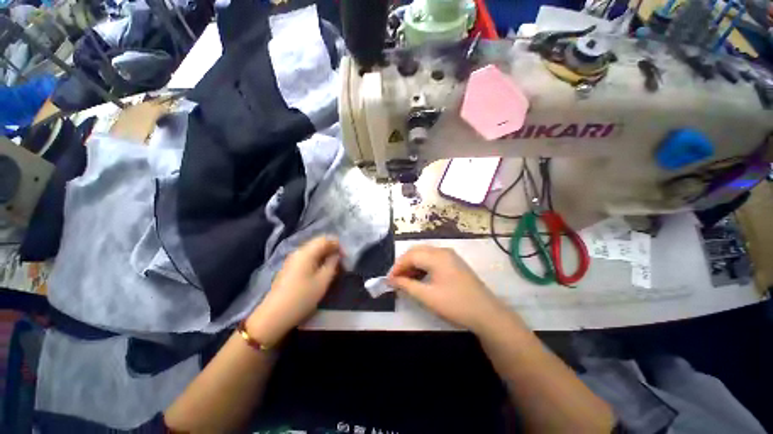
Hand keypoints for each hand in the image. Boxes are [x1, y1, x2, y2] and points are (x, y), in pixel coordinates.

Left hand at [247, 236, 340, 345]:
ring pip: (312, 251)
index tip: (345, 256)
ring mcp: (292, 260)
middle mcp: (298, 252)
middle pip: (318, 243)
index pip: (325, 239)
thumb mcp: (323, 281)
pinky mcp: (289, 269)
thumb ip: (332, 264)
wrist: (274, 316)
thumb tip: (337, 255)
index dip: (337, 245)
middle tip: (341, 261)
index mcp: (306, 252)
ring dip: (324, 255)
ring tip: (333, 267)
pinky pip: (306, 258)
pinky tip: (321, 271)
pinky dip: (317, 261)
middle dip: (331, 249)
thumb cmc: (302, 297)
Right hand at [388, 245, 513, 332]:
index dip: (397, 267)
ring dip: (413, 265)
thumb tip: (392, 280)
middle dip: (404, 264)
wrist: (487, 314)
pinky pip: (433, 259)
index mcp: (437, 256)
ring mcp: (450, 256)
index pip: (410, 256)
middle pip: (417, 252)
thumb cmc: (455, 304)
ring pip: (424, 254)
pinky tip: (419, 278)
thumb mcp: (427, 296)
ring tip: (405, 280)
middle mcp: (443, 251)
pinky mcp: (454, 262)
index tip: (388, 280)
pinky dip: (422, 266)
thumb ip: (407, 285)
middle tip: (395, 279)